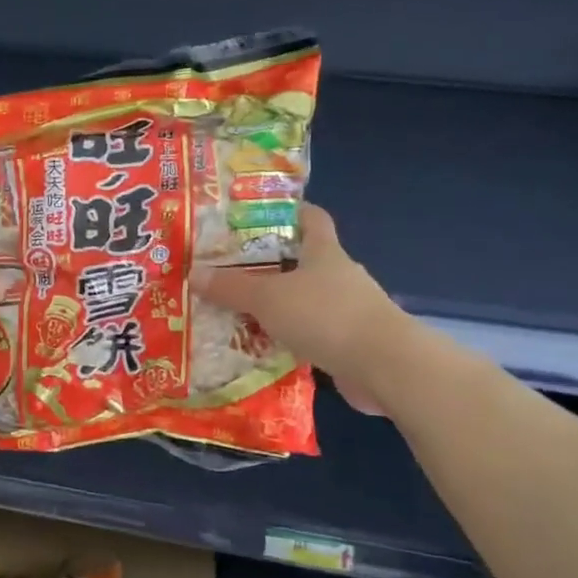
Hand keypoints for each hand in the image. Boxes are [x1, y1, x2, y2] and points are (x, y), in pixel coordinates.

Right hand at [194, 204, 395, 414]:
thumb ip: (231, 288)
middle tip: (232, 271)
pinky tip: (265, 347)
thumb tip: (193, 273)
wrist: (384, 366)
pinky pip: (313, 333)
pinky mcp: (351, 343)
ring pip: (307, 300)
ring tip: (240, 312)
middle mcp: (339, 275)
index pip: (312, 218)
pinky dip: (291, 337)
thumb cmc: (326, 315)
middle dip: (271, 265)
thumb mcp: (268, 298)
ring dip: (280, 306)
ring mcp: (349, 310)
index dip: (291, 211)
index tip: (261, 214)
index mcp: (324, 252)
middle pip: (304, 261)